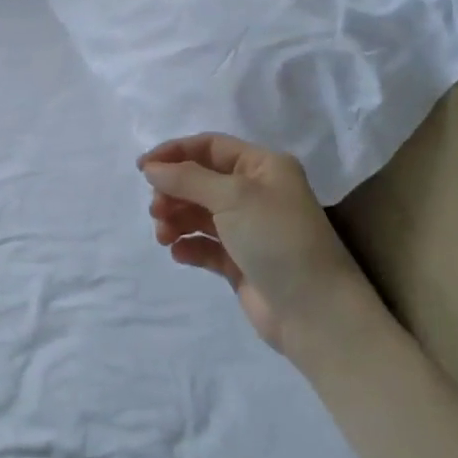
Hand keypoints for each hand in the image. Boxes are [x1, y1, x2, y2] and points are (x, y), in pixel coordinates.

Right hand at [140, 134, 383, 361]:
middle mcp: (256, 192)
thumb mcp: (233, 197)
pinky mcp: (241, 261)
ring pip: (200, 213)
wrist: (314, 311)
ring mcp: (248, 229)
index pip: (211, 147)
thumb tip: (150, 168)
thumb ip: (187, 178)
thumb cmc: (277, 239)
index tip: (142, 169)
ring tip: (164, 235)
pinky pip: (206, 245)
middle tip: (156, 211)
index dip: (175, 153)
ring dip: (177, 219)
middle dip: (174, 191)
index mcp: (263, 167)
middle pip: (201, 180)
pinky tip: (179, 253)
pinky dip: (189, 246)